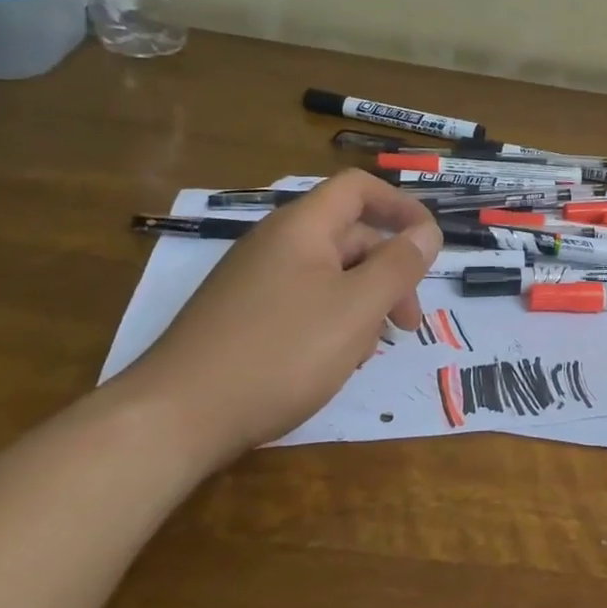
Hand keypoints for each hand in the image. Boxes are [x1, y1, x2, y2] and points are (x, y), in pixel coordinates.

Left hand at [109, 171, 441, 467]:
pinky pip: (303, 302)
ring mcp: (254, 281)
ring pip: (329, 275)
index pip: (359, 189)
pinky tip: (335, 361)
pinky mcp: (242, 317)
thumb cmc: (281, 353)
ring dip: (364, 302)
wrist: (175, 418)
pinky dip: (333, 321)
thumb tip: (428, 231)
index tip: (430, 244)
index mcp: (302, 228)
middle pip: (350, 236)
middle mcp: (276, 244)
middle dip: (390, 271)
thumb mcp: (357, 307)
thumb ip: (400, 265)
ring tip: (371, 349)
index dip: (401, 206)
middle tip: (408, 324)